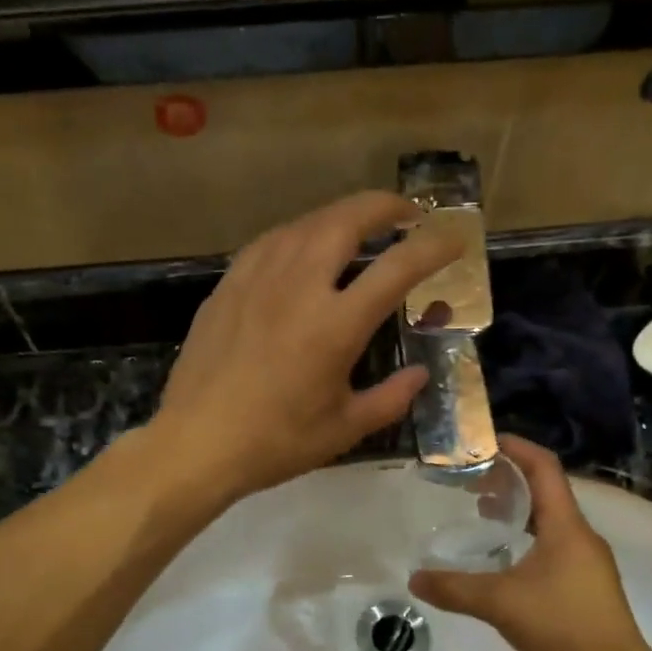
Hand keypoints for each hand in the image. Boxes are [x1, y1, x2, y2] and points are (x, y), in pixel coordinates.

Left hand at [154, 192, 461, 500]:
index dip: (433, 247)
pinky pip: (269, 242)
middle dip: (385, 207)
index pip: (397, 268)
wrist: (196, 444)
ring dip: (340, 216)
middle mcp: (298, 286)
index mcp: (335, 324)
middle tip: (406, 214)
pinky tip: (300, 247)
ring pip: (305, 223)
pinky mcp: (227, 286)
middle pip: (347, 220)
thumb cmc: (275, 443)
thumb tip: (420, 375)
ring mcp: (257, 279)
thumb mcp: (344, 430)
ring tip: (357, 226)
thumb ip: (390, 399)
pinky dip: (297, 234)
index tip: (455, 240)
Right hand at [409, 437, 651, 650]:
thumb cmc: (562, 626)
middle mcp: (580, 536)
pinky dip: (525, 537)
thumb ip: (454, 588)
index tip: (483, 441)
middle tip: (471, 479)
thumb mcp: (500, 604)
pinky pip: (552, 545)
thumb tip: (414, 579)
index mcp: (566, 526)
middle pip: (546, 491)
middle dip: (508, 478)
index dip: (516, 448)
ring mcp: (586, 562)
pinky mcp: (584, 585)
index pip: (544, 468)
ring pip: (549, 520)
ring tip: (481, 511)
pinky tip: (502, 558)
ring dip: (517, 509)